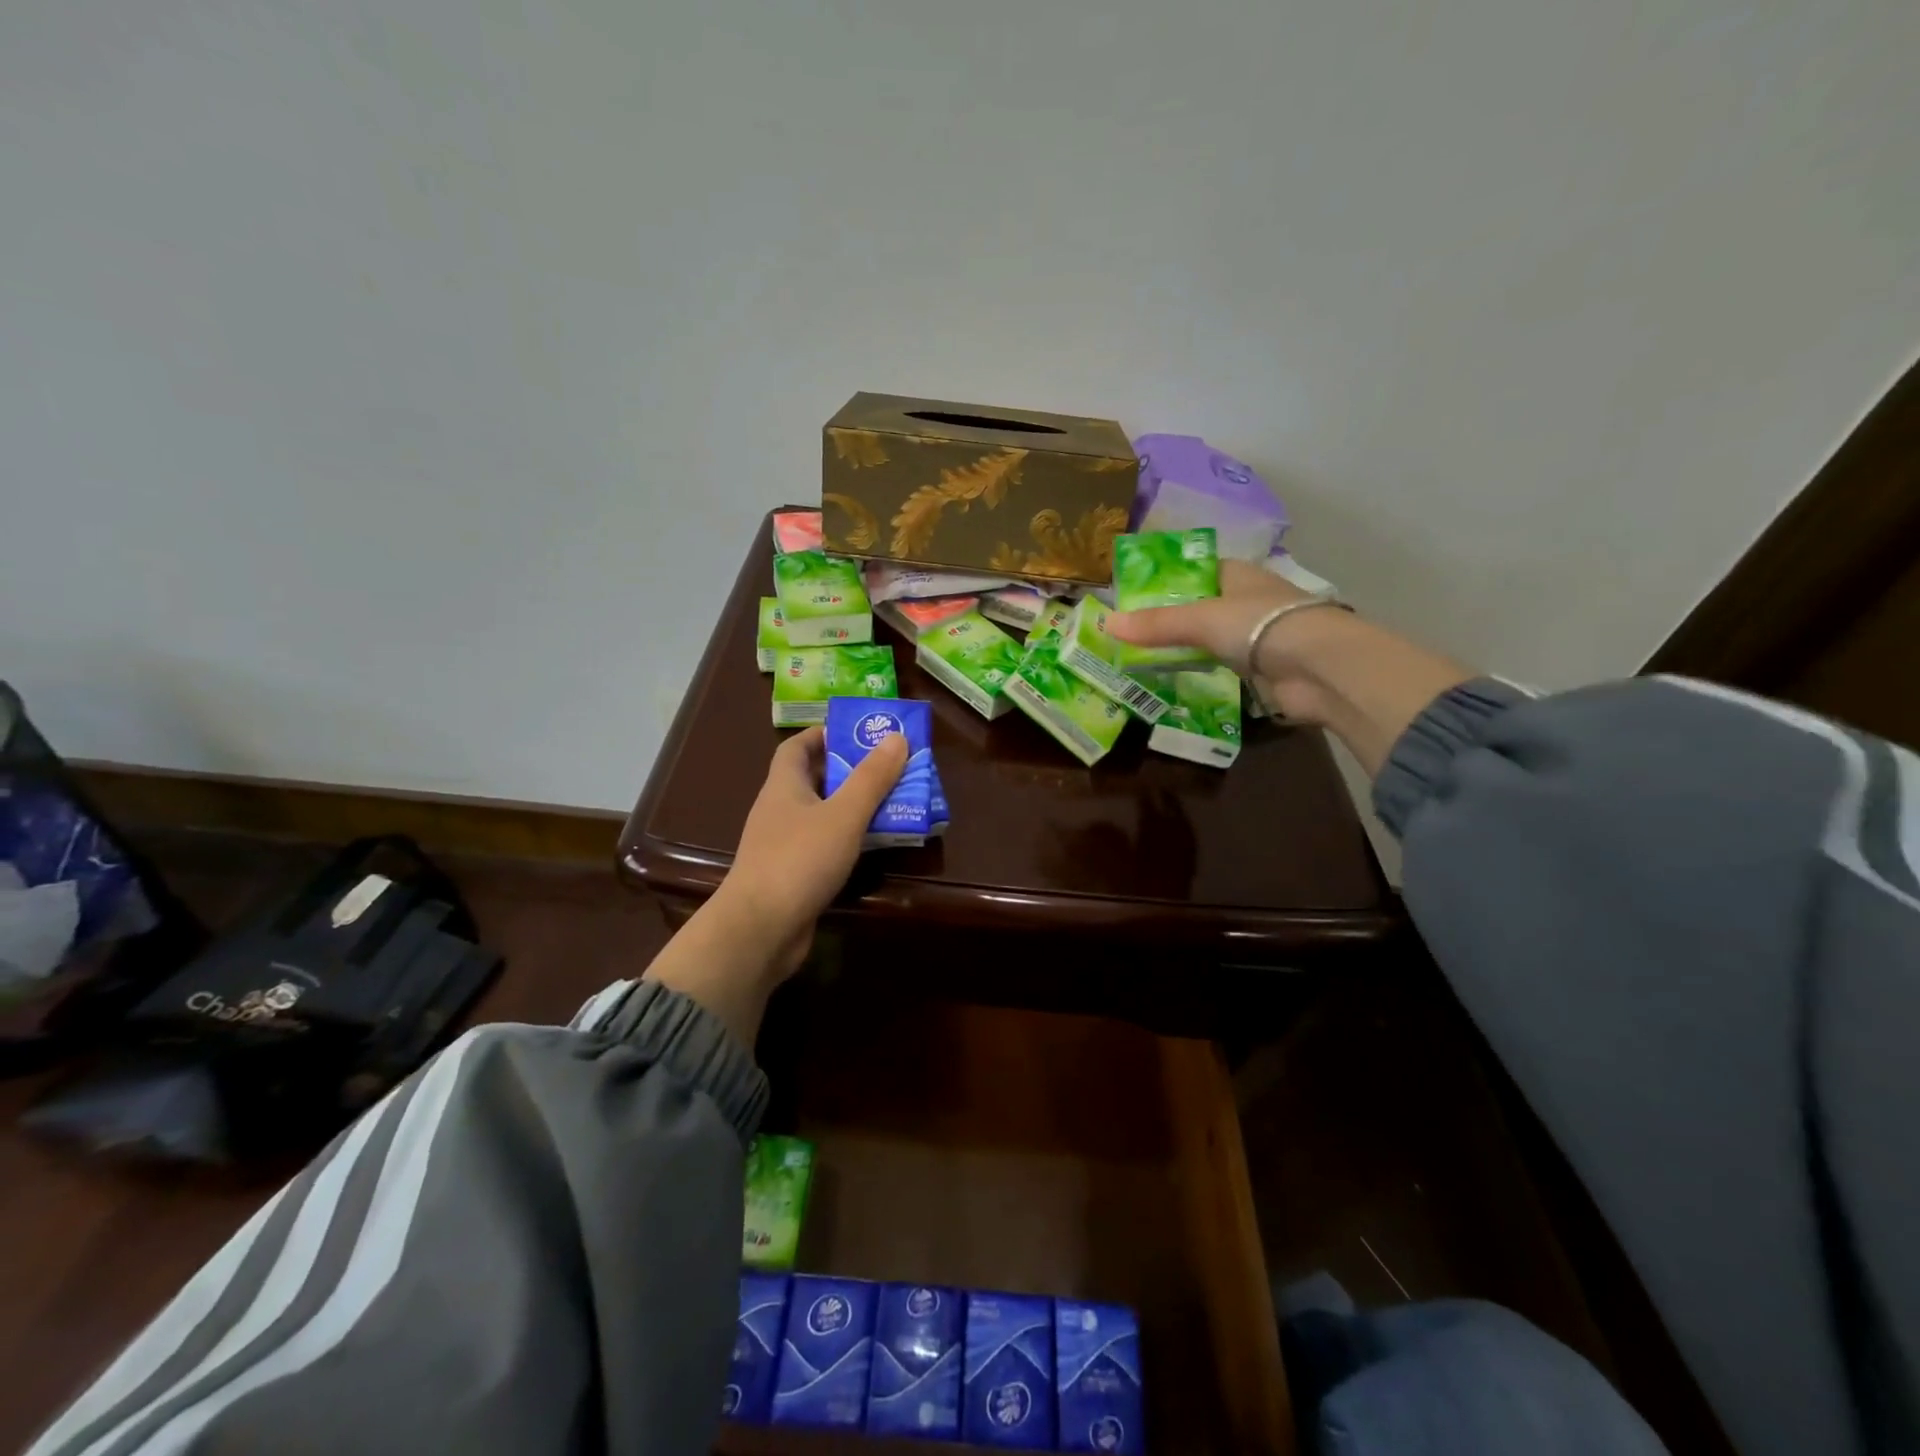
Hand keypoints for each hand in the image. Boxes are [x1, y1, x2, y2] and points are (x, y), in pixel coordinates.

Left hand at [721, 725, 908, 974]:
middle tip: (889, 766)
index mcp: (784, 786)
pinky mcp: (793, 875)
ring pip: (822, 814)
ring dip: (853, 806)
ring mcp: (783, 845)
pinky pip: (824, 845)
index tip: (857, 731)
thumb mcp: (843, 815)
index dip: (823, 734)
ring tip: (893, 800)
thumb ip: (871, 778)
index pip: (796, 747)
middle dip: (849, 770)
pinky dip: (848, 839)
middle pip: (813, 779)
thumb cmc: (799, 860)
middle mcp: (779, 810)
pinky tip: (874, 843)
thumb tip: (896, 736)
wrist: (759, 929)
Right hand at [1106, 560, 1353, 723]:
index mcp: (1238, 575)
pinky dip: (1199, 672)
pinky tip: (1172, 679)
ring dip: (1183, 648)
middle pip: (1199, 607)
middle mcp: (1247, 601)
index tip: (1132, 596)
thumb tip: (1106, 623)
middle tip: (1127, 633)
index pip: (1195, 571)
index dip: (1165, 581)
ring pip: (1209, 639)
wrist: (1319, 667)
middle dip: (1168, 620)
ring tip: (1139, 657)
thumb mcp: (1200, 618)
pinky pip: (1220, 667)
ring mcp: (1256, 636)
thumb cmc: (1260, 625)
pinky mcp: (1261, 670)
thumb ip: (1156, 624)